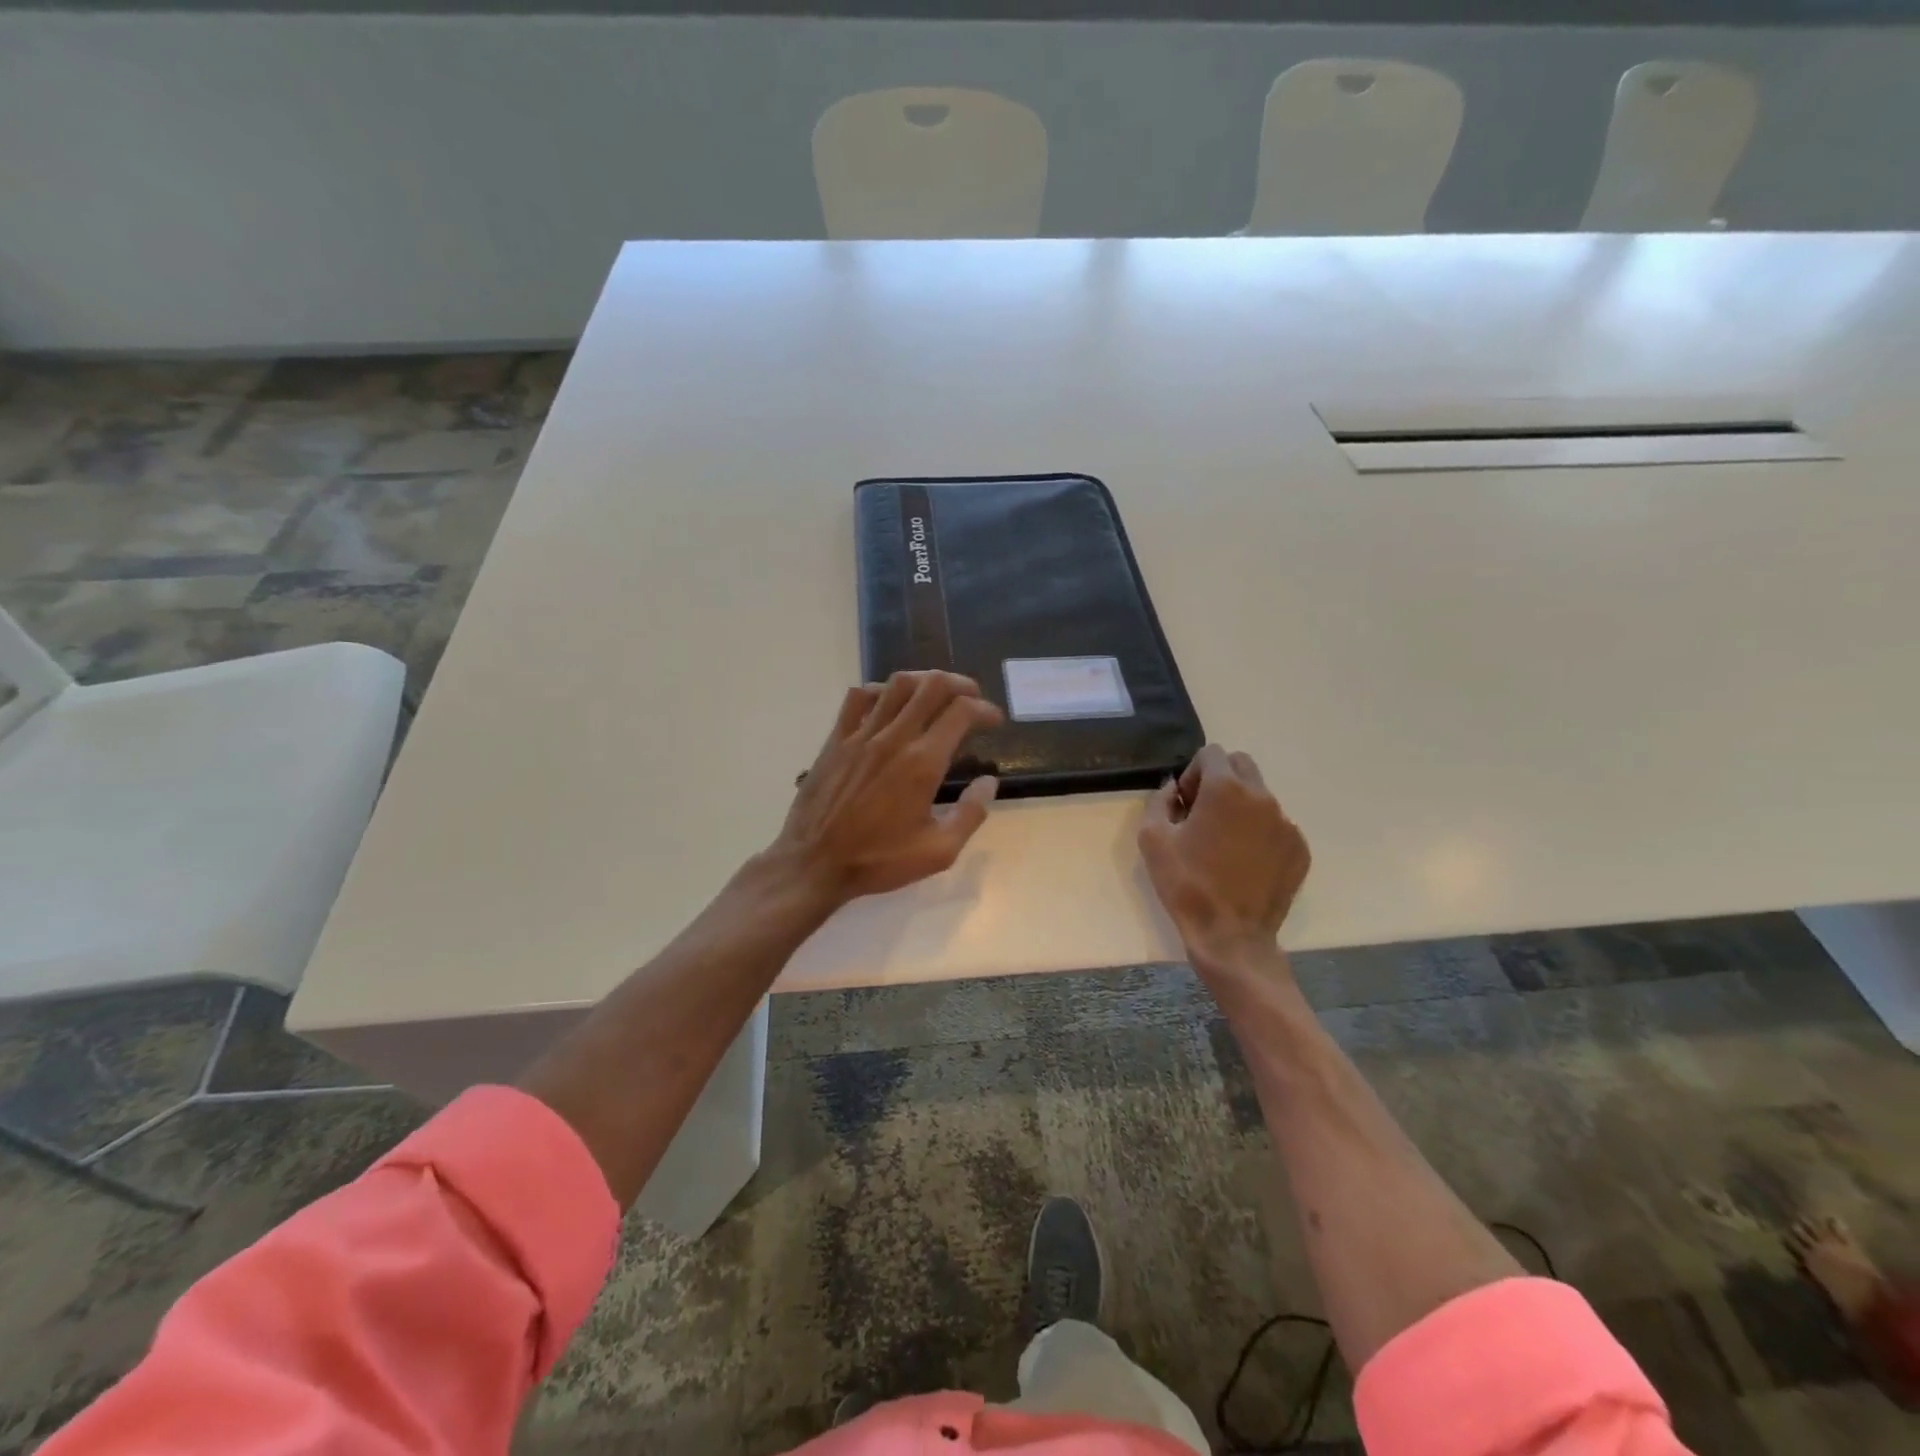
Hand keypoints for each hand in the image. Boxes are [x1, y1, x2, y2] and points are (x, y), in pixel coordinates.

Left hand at [770, 671, 1002, 906]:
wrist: (814, 863)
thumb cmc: (879, 860)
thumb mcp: (938, 851)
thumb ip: (971, 814)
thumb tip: (989, 782)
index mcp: (923, 763)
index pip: (962, 712)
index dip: (985, 709)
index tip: (994, 721)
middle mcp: (894, 738)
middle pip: (932, 685)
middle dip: (961, 685)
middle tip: (972, 699)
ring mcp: (861, 734)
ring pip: (897, 684)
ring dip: (924, 681)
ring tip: (936, 694)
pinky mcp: (837, 739)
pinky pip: (859, 697)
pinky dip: (881, 691)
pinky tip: (889, 704)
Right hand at [1138, 744, 1310, 973]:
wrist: (1230, 935)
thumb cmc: (1186, 883)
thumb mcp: (1152, 838)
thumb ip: (1158, 801)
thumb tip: (1171, 789)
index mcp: (1225, 789)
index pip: (1212, 753)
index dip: (1193, 772)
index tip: (1185, 802)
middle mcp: (1262, 797)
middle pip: (1242, 765)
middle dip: (1220, 779)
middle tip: (1203, 814)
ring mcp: (1286, 823)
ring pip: (1260, 796)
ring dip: (1240, 807)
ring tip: (1224, 844)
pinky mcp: (1299, 849)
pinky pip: (1276, 826)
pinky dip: (1259, 833)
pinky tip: (1244, 863)